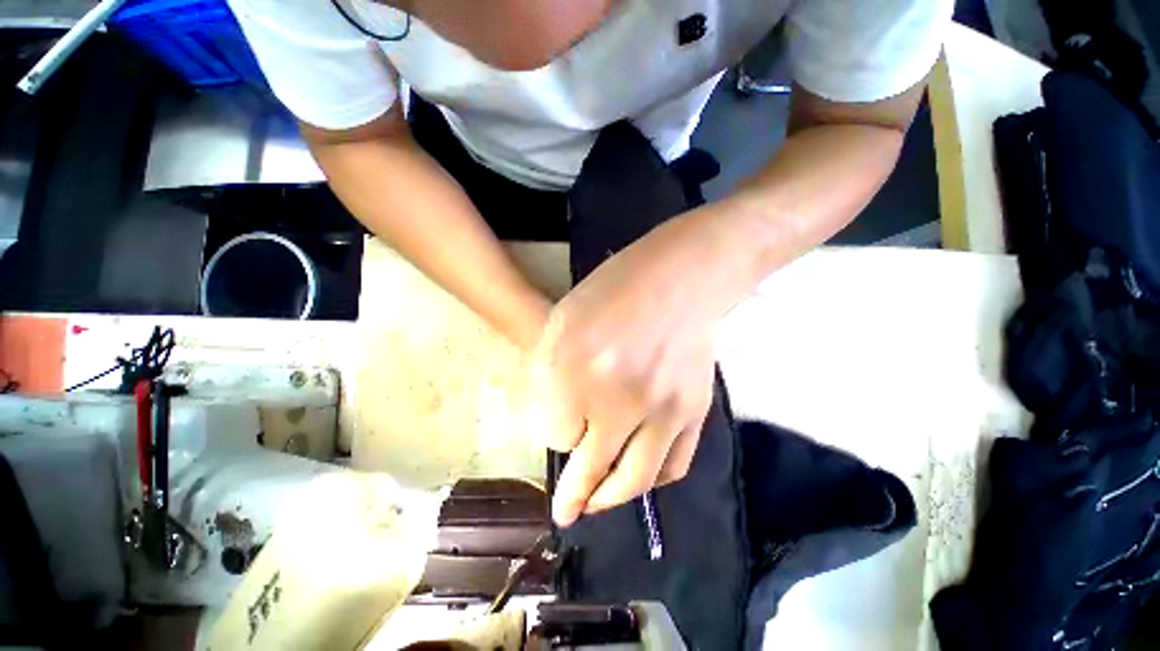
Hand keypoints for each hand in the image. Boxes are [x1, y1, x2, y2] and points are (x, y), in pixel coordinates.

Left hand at [531, 209, 751, 525]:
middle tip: (567, 513)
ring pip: (634, 482)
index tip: (562, 422)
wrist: (681, 277)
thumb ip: (551, 375)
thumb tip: (560, 421)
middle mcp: (617, 399)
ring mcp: (662, 410)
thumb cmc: (614, 289)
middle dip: (575, 496)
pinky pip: (673, 466)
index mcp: (573, 370)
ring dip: (612, 498)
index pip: (556, 433)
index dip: (557, 431)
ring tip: (599, 504)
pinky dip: (653, 482)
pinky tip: (640, 478)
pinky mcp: (695, 413)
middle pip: (591, 470)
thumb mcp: (562, 322)